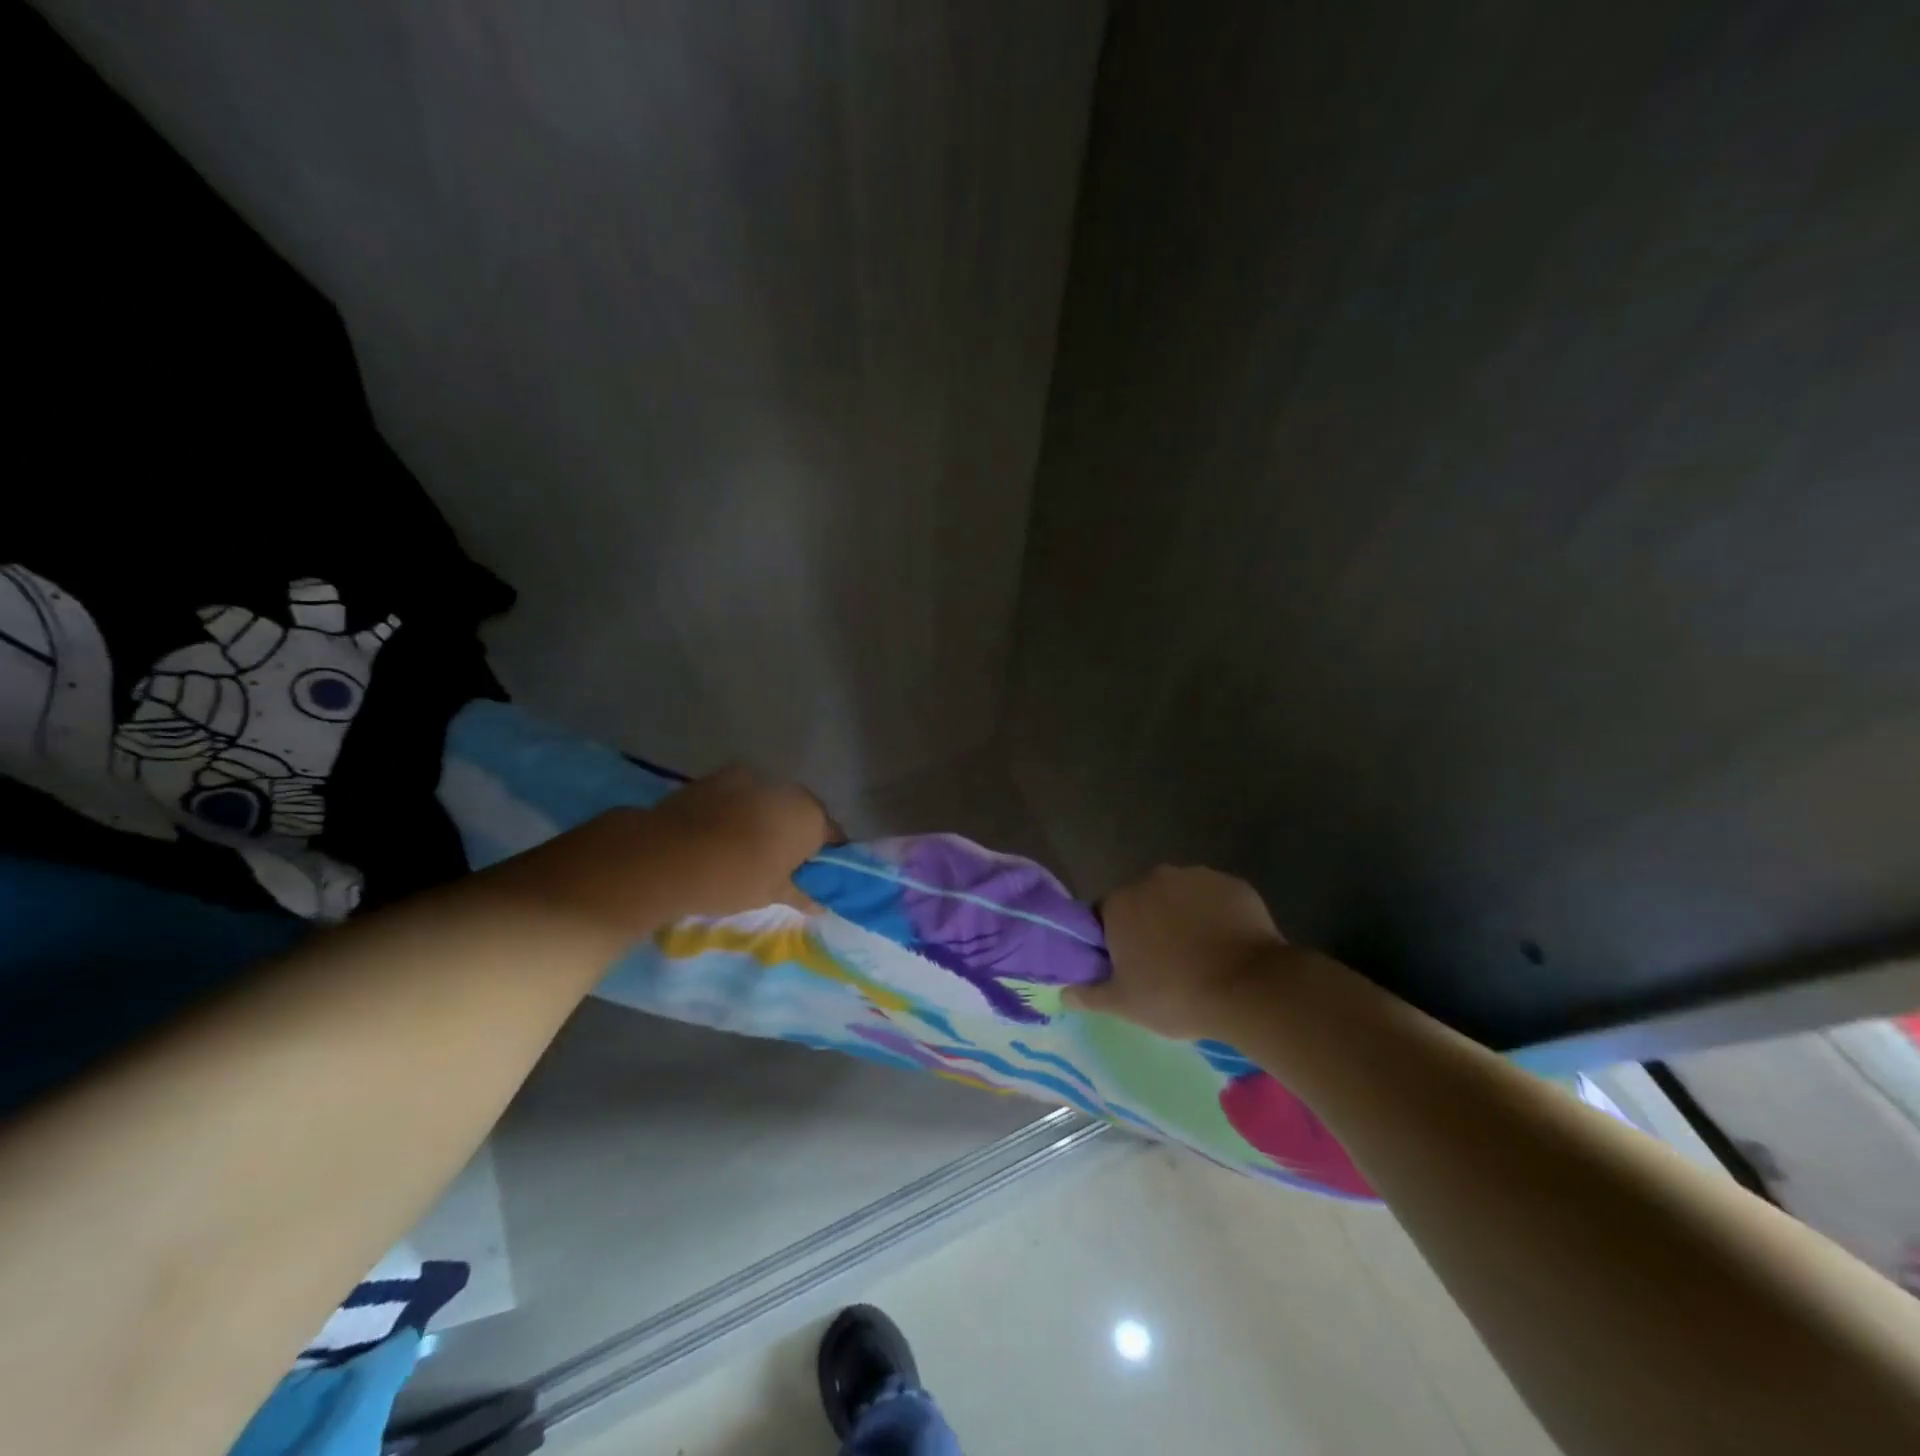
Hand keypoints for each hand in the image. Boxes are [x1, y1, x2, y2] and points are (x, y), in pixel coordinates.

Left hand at [504, 766, 829, 936]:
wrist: (665, 855)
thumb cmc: (732, 879)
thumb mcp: (770, 894)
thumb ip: (800, 893)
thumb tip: (819, 903)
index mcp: (810, 817)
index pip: (833, 836)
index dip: (827, 857)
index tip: (815, 875)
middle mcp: (788, 790)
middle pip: (803, 812)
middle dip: (797, 834)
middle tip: (782, 864)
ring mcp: (751, 778)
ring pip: (770, 800)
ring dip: (768, 819)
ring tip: (748, 847)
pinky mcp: (718, 777)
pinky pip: (741, 794)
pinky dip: (739, 810)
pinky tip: (722, 833)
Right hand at [1066, 865, 1288, 1038]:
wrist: (1249, 988)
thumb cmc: (1175, 995)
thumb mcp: (1125, 1004)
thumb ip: (1089, 994)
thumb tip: (1062, 993)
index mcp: (1121, 902)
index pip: (1105, 915)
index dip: (1114, 941)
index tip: (1129, 966)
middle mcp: (1154, 878)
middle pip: (1143, 901)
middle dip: (1149, 925)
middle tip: (1164, 965)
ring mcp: (1197, 877)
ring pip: (1180, 897)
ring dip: (1183, 918)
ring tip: (1200, 956)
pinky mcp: (1233, 884)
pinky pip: (1215, 899)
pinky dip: (1216, 916)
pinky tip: (1227, 946)